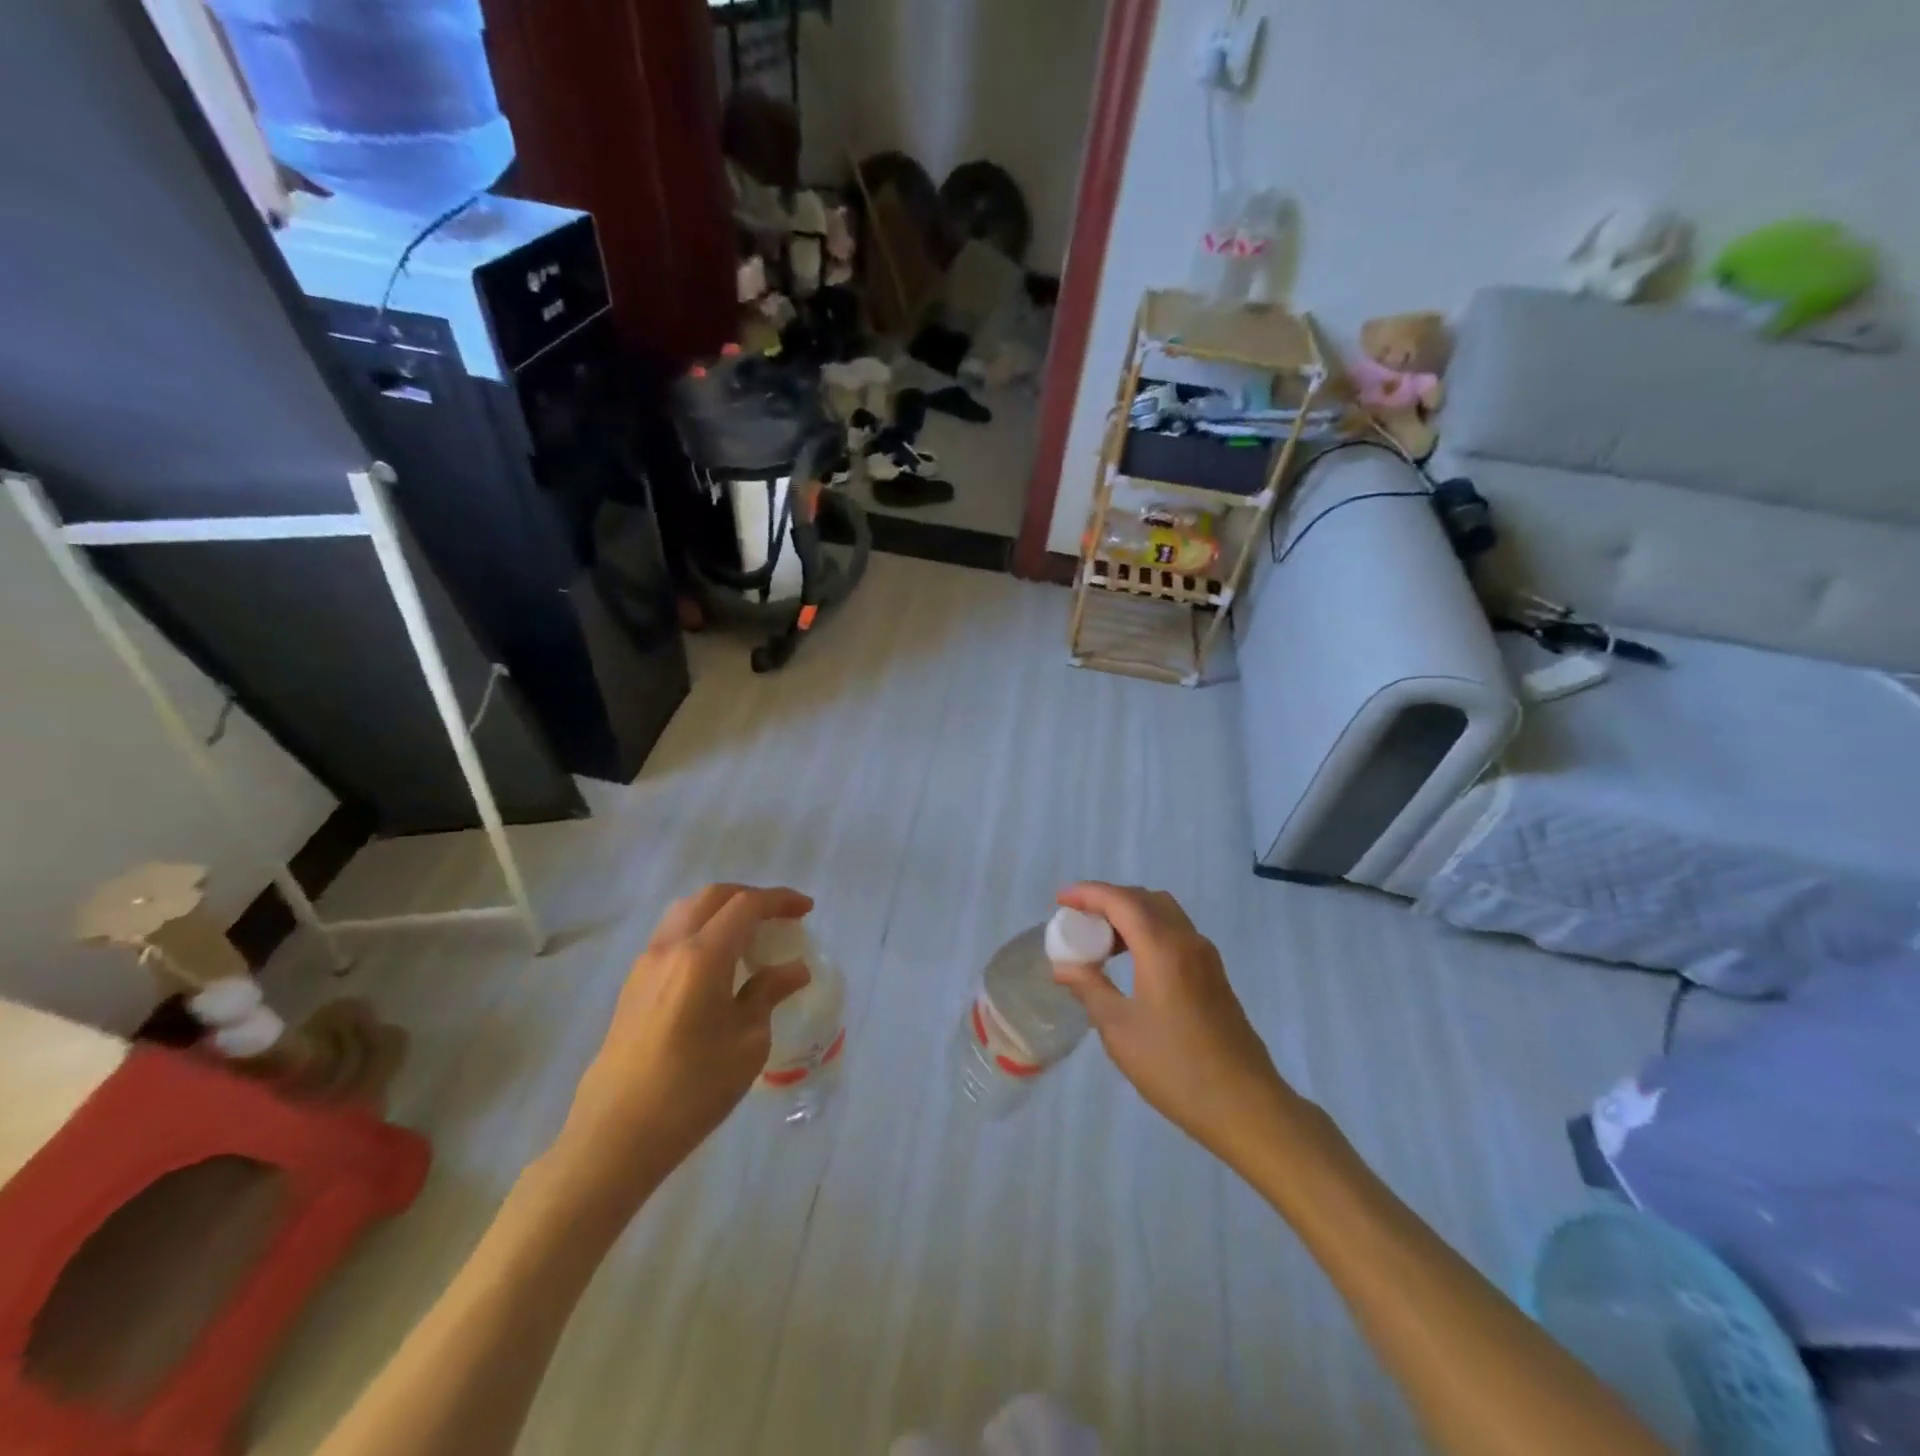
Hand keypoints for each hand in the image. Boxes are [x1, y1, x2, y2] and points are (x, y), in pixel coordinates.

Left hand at [556, 884, 812, 1197]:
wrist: (616, 1134)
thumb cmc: (692, 1089)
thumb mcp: (748, 1042)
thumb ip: (769, 994)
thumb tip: (793, 970)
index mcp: (703, 955)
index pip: (746, 905)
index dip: (780, 900)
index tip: (806, 909)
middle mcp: (670, 947)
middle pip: (712, 897)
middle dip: (750, 897)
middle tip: (780, 917)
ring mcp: (645, 964)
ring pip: (687, 912)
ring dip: (721, 911)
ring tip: (749, 936)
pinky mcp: (633, 985)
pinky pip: (672, 936)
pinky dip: (701, 931)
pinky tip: (717, 964)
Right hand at [1053, 883, 1295, 1164]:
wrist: (1245, 1105)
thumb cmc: (1175, 1067)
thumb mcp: (1119, 1030)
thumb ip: (1090, 988)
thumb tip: (1063, 967)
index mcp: (1162, 948)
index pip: (1120, 900)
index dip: (1087, 893)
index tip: (1060, 900)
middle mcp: (1187, 940)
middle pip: (1144, 898)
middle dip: (1108, 900)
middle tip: (1078, 919)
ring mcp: (1205, 956)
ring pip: (1163, 913)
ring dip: (1130, 915)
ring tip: (1101, 942)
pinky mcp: (1214, 974)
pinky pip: (1175, 932)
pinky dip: (1148, 931)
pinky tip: (1131, 962)